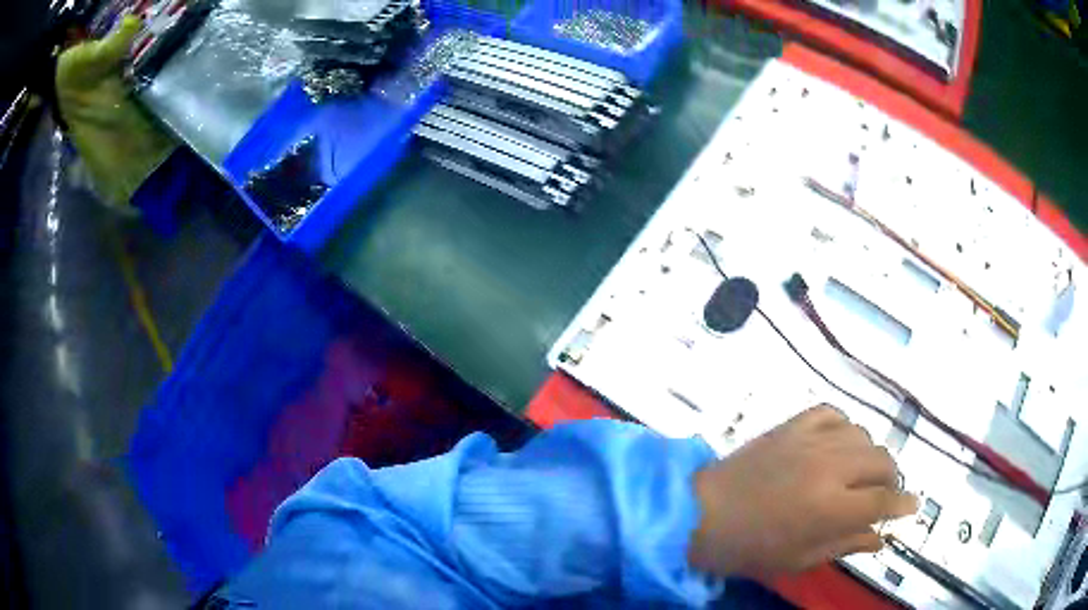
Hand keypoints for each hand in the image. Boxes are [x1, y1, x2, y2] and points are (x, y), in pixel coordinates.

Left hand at [687, 405, 916, 576]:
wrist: (701, 512)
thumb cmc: (749, 548)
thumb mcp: (799, 559)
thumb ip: (846, 545)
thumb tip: (880, 538)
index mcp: (832, 508)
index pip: (883, 500)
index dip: (902, 504)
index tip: (912, 507)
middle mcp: (830, 467)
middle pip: (882, 461)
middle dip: (890, 479)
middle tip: (882, 494)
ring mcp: (811, 440)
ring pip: (863, 435)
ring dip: (869, 455)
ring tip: (859, 472)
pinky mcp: (792, 424)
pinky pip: (833, 413)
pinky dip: (844, 427)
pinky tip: (838, 444)